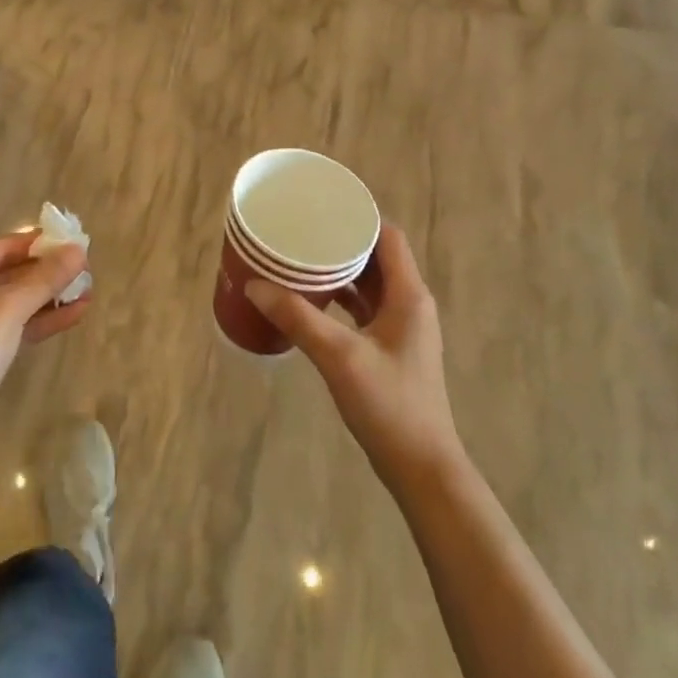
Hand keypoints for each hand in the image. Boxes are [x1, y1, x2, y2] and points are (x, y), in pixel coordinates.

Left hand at [0, 232, 89, 440]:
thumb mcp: (8, 309)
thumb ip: (45, 278)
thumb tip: (79, 250)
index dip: (36, 244)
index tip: (70, 242)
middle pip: (5, 274)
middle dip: (46, 274)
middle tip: (83, 270)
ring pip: (10, 304)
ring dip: (47, 299)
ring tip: (86, 292)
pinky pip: (9, 328)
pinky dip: (37, 321)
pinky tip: (73, 315)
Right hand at [247, 225, 460, 493]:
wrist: (422, 468)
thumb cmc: (389, 405)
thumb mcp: (339, 357)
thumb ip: (298, 318)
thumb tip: (255, 285)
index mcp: (409, 294)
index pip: (387, 236)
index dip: (358, 218)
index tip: (322, 209)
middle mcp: (410, 303)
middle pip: (377, 257)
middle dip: (342, 243)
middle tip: (302, 233)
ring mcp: (402, 328)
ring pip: (370, 284)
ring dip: (341, 272)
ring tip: (301, 260)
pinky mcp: (392, 350)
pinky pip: (366, 309)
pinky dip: (342, 299)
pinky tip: (313, 302)